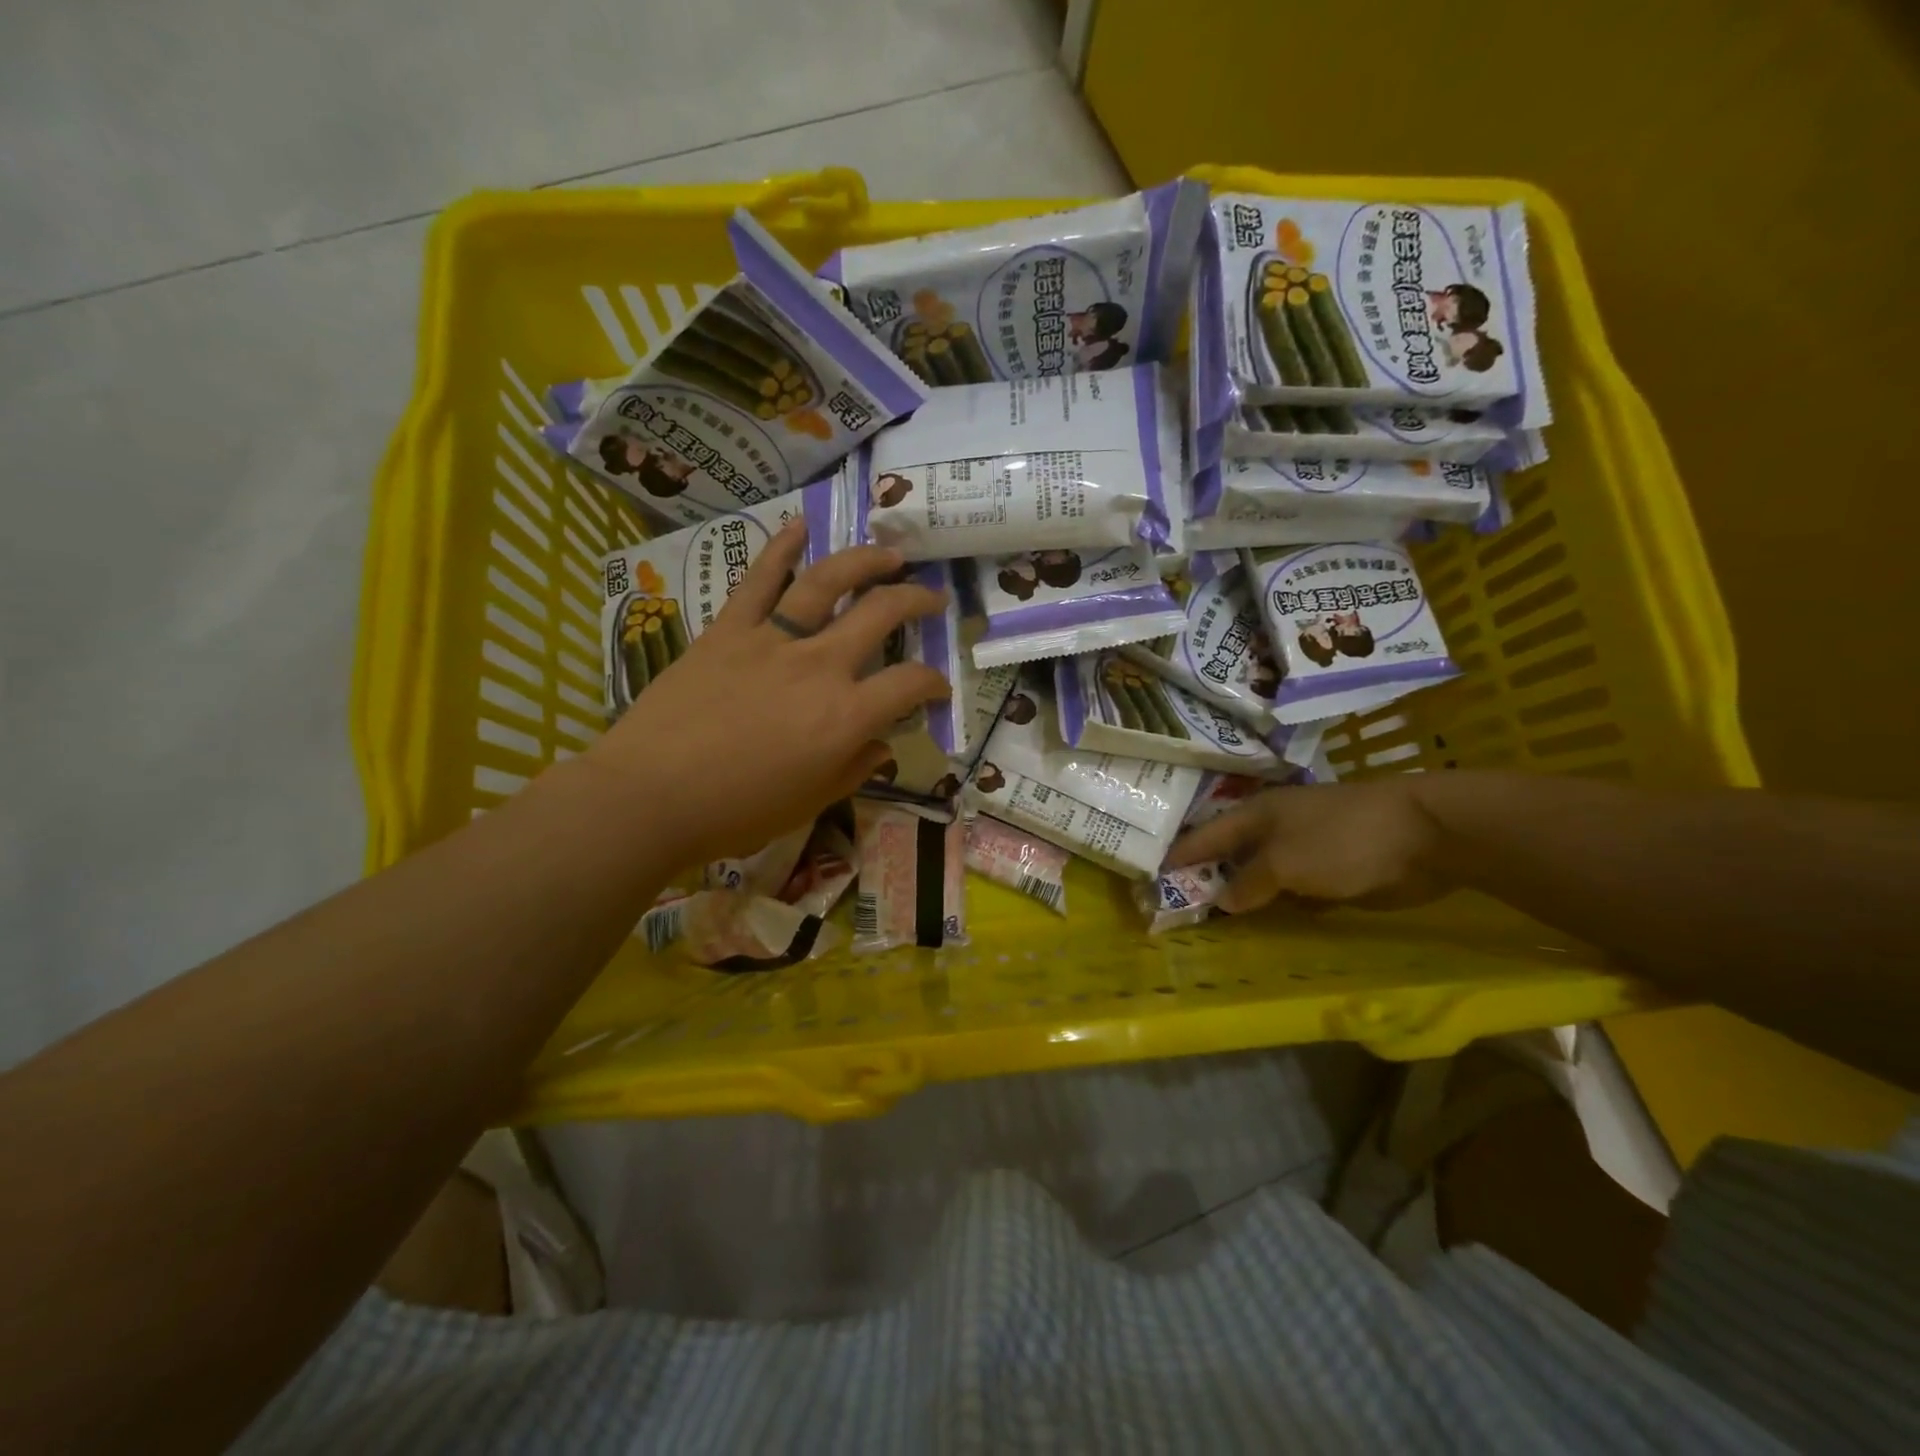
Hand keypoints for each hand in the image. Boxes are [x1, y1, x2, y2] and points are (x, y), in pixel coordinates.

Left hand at [585, 520, 948, 869]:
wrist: (650, 796)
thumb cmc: (736, 812)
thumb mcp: (810, 803)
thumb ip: (853, 770)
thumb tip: (881, 746)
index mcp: (845, 716)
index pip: (910, 684)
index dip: (934, 683)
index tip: (938, 689)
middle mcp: (820, 666)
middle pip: (882, 613)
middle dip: (918, 600)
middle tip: (932, 598)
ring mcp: (772, 639)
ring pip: (828, 581)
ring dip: (866, 560)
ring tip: (889, 553)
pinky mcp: (728, 629)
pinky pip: (758, 579)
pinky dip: (781, 547)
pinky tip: (800, 525)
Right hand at [1164, 779, 1450, 913]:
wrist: (1425, 835)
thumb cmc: (1342, 840)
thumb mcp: (1284, 863)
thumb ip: (1249, 882)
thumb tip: (1222, 901)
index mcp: (1255, 814)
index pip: (1203, 836)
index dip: (1178, 856)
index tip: (1150, 877)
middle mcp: (1273, 829)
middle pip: (1229, 856)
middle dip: (1205, 878)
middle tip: (1175, 906)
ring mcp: (1303, 849)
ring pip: (1259, 875)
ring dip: (1240, 896)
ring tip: (1211, 923)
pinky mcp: (1330, 871)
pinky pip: (1289, 890)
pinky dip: (1275, 905)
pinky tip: (1262, 924)